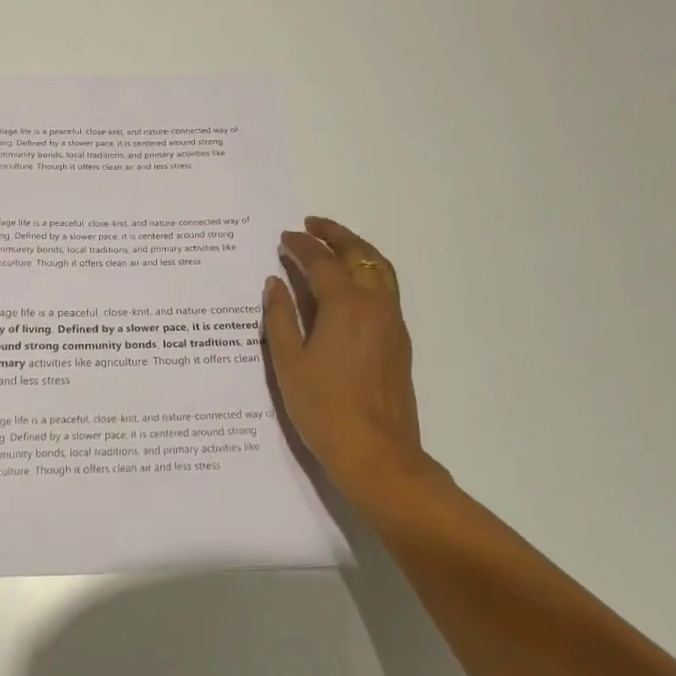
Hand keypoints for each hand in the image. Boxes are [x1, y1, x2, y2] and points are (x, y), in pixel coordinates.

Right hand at [264, 217, 444, 506]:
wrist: (376, 453)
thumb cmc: (324, 408)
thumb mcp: (289, 362)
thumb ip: (280, 317)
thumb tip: (275, 282)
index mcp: (345, 305)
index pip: (321, 261)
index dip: (301, 246)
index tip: (284, 237)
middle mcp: (375, 305)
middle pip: (359, 255)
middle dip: (335, 234)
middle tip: (313, 223)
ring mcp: (392, 323)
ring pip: (380, 269)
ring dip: (357, 249)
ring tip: (335, 242)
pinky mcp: (399, 341)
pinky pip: (386, 288)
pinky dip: (369, 271)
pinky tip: (351, 282)